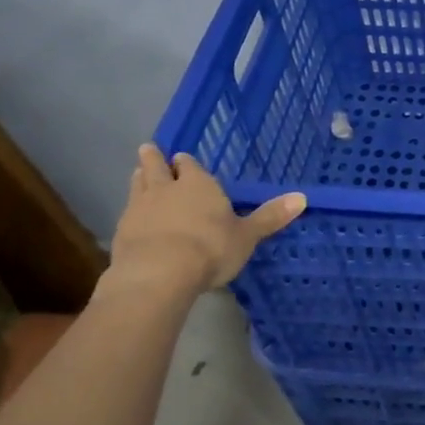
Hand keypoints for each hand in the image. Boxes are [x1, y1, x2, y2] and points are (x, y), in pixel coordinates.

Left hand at [105, 144, 305, 303]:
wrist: (158, 274)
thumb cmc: (210, 249)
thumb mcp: (247, 236)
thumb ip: (270, 217)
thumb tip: (303, 197)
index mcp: (198, 184)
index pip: (189, 165)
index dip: (186, 162)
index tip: (182, 159)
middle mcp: (166, 189)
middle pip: (157, 167)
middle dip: (154, 159)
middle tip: (148, 149)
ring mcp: (140, 209)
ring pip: (138, 185)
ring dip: (139, 178)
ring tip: (138, 173)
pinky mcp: (121, 232)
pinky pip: (126, 212)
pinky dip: (130, 210)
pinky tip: (131, 217)